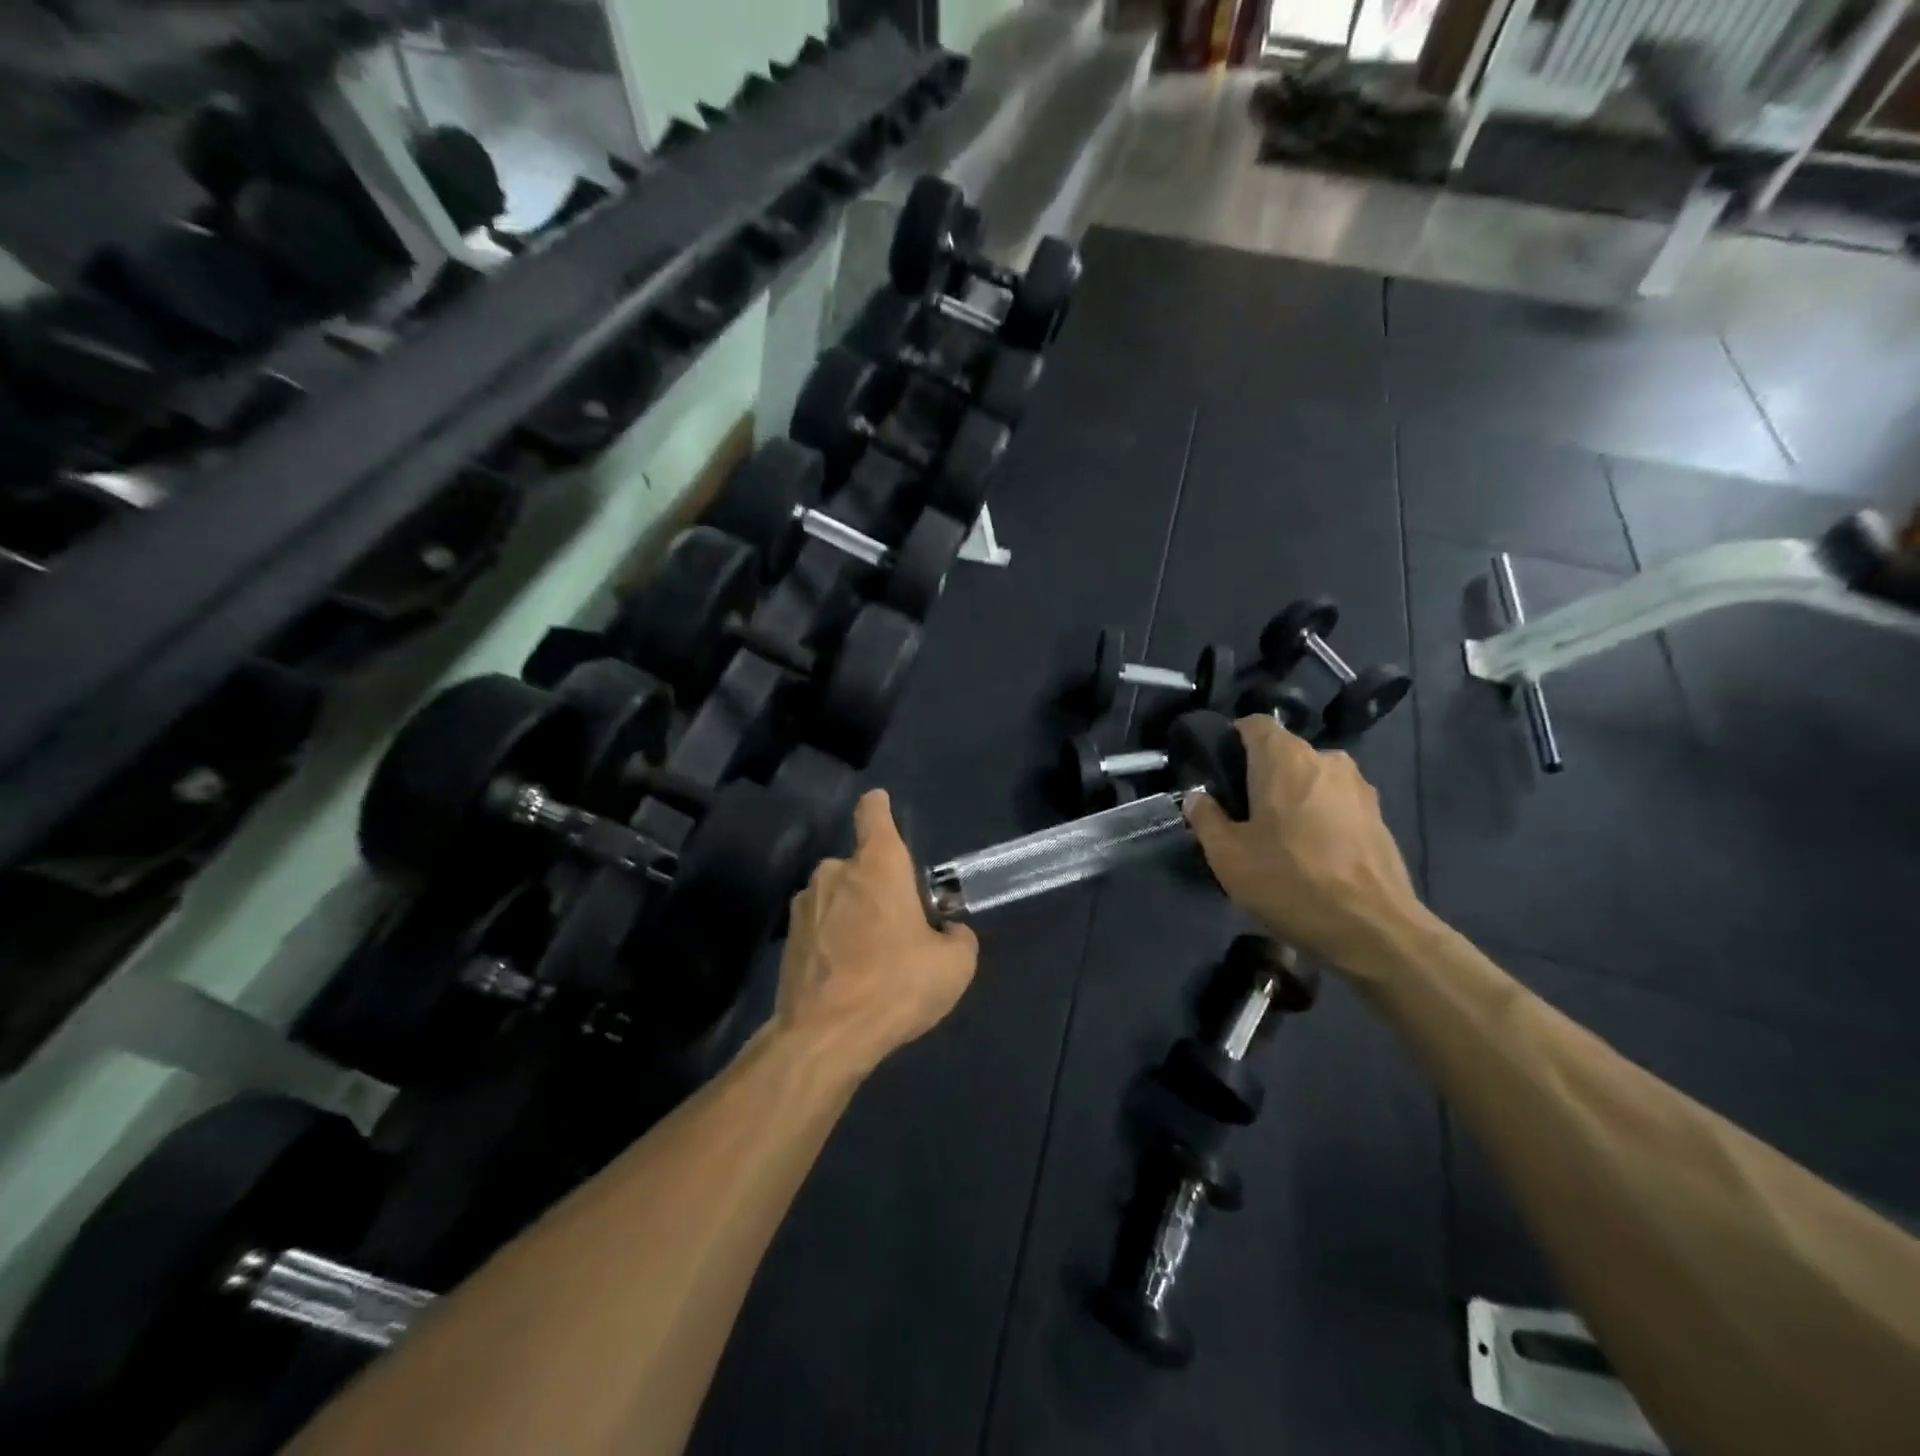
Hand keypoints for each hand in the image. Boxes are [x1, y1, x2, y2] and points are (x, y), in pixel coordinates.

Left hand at [774, 789, 978, 1077]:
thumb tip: (948, 932)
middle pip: (859, 864)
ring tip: (871, 956)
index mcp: (877, 865)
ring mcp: (805, 905)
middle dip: (876, 886)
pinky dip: (833, 940)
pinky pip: (820, 926)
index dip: (879, 806)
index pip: (874, 814)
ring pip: (837, 896)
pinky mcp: (788, 939)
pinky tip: (847, 975)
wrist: (824, 1036)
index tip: (881, 803)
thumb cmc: (895, 985)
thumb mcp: (954, 965)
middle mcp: (835, 872)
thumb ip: (958, 937)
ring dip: (852, 913)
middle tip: (898, 924)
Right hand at [1184, 716, 1421, 973]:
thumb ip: (1206, 818)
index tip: (1218, 772)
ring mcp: (1359, 788)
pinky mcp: (1378, 817)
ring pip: (1311, 779)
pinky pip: (1335, 803)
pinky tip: (1310, 854)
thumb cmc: (1291, 882)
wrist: (1374, 929)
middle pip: (1283, 754)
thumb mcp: (1228, 856)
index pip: (1254, 724)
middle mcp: (1326, 760)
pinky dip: (1319, 817)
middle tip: (1240, 813)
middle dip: (1260, 775)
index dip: (1232, 740)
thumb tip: (1199, 797)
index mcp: (1286, 758)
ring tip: (1277, 837)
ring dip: (1291, 798)